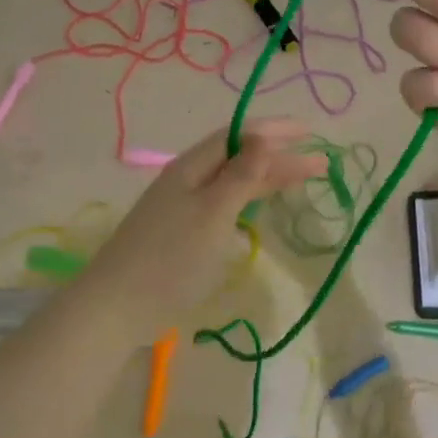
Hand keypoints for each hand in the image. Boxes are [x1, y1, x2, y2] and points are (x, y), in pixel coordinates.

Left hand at [74, 120, 326, 331]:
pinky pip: (224, 203)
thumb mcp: (213, 213)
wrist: (117, 307)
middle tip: (320, 162)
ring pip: (232, 181)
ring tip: (299, 178)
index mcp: (192, 167)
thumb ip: (241, 176)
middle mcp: (188, 180)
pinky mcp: (183, 232)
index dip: (275, 130)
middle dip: (279, 156)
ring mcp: (183, 207)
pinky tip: (260, 205)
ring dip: (266, 177)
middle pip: (239, 158)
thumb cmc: (171, 257)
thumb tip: (263, 135)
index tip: (311, 131)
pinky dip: (249, 199)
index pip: (239, 136)